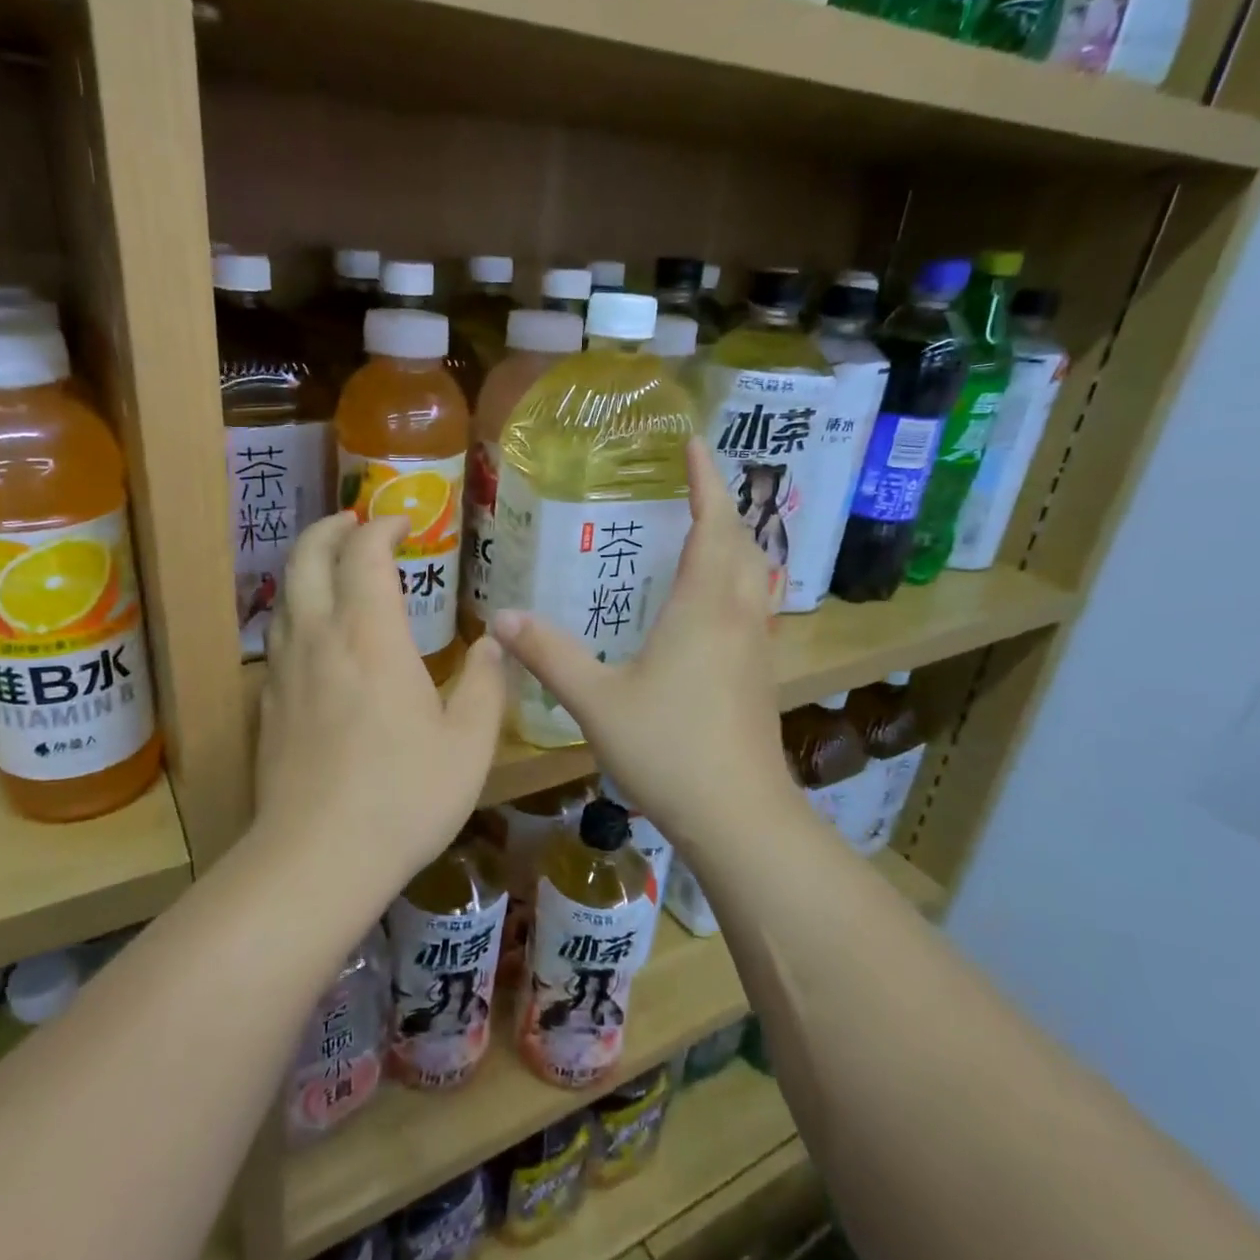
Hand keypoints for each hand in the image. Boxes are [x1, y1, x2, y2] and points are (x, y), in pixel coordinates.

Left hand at [256, 511, 503, 894]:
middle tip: (357, 523)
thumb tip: (493, 646)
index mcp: (370, 635)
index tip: (404, 523)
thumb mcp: (468, 743)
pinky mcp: (268, 704)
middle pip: (307, 556)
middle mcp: (319, 637)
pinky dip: (298, 611)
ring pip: (285, 594)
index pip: (365, 554)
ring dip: (309, 566)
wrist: (317, 858)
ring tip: (336, 568)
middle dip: (331, 528)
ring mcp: (284, 670)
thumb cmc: (404, 795)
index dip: (383, 527)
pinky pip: (278, 635)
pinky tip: (319, 636)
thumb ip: (484, 685)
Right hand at [491, 438, 797, 836]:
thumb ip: (548, 655)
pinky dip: (740, 581)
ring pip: (756, 575)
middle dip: (724, 505)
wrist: (739, 815)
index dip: (706, 481)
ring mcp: (756, 647)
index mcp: (702, 606)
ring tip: (711, 530)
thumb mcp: (596, 700)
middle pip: (743, 543)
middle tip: (698, 484)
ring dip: (739, 542)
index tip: (694, 444)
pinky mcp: (760, 675)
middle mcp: (737, 615)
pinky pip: (755, 606)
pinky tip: (716, 603)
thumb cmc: (668, 749)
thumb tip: (499, 618)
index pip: (712, 524)